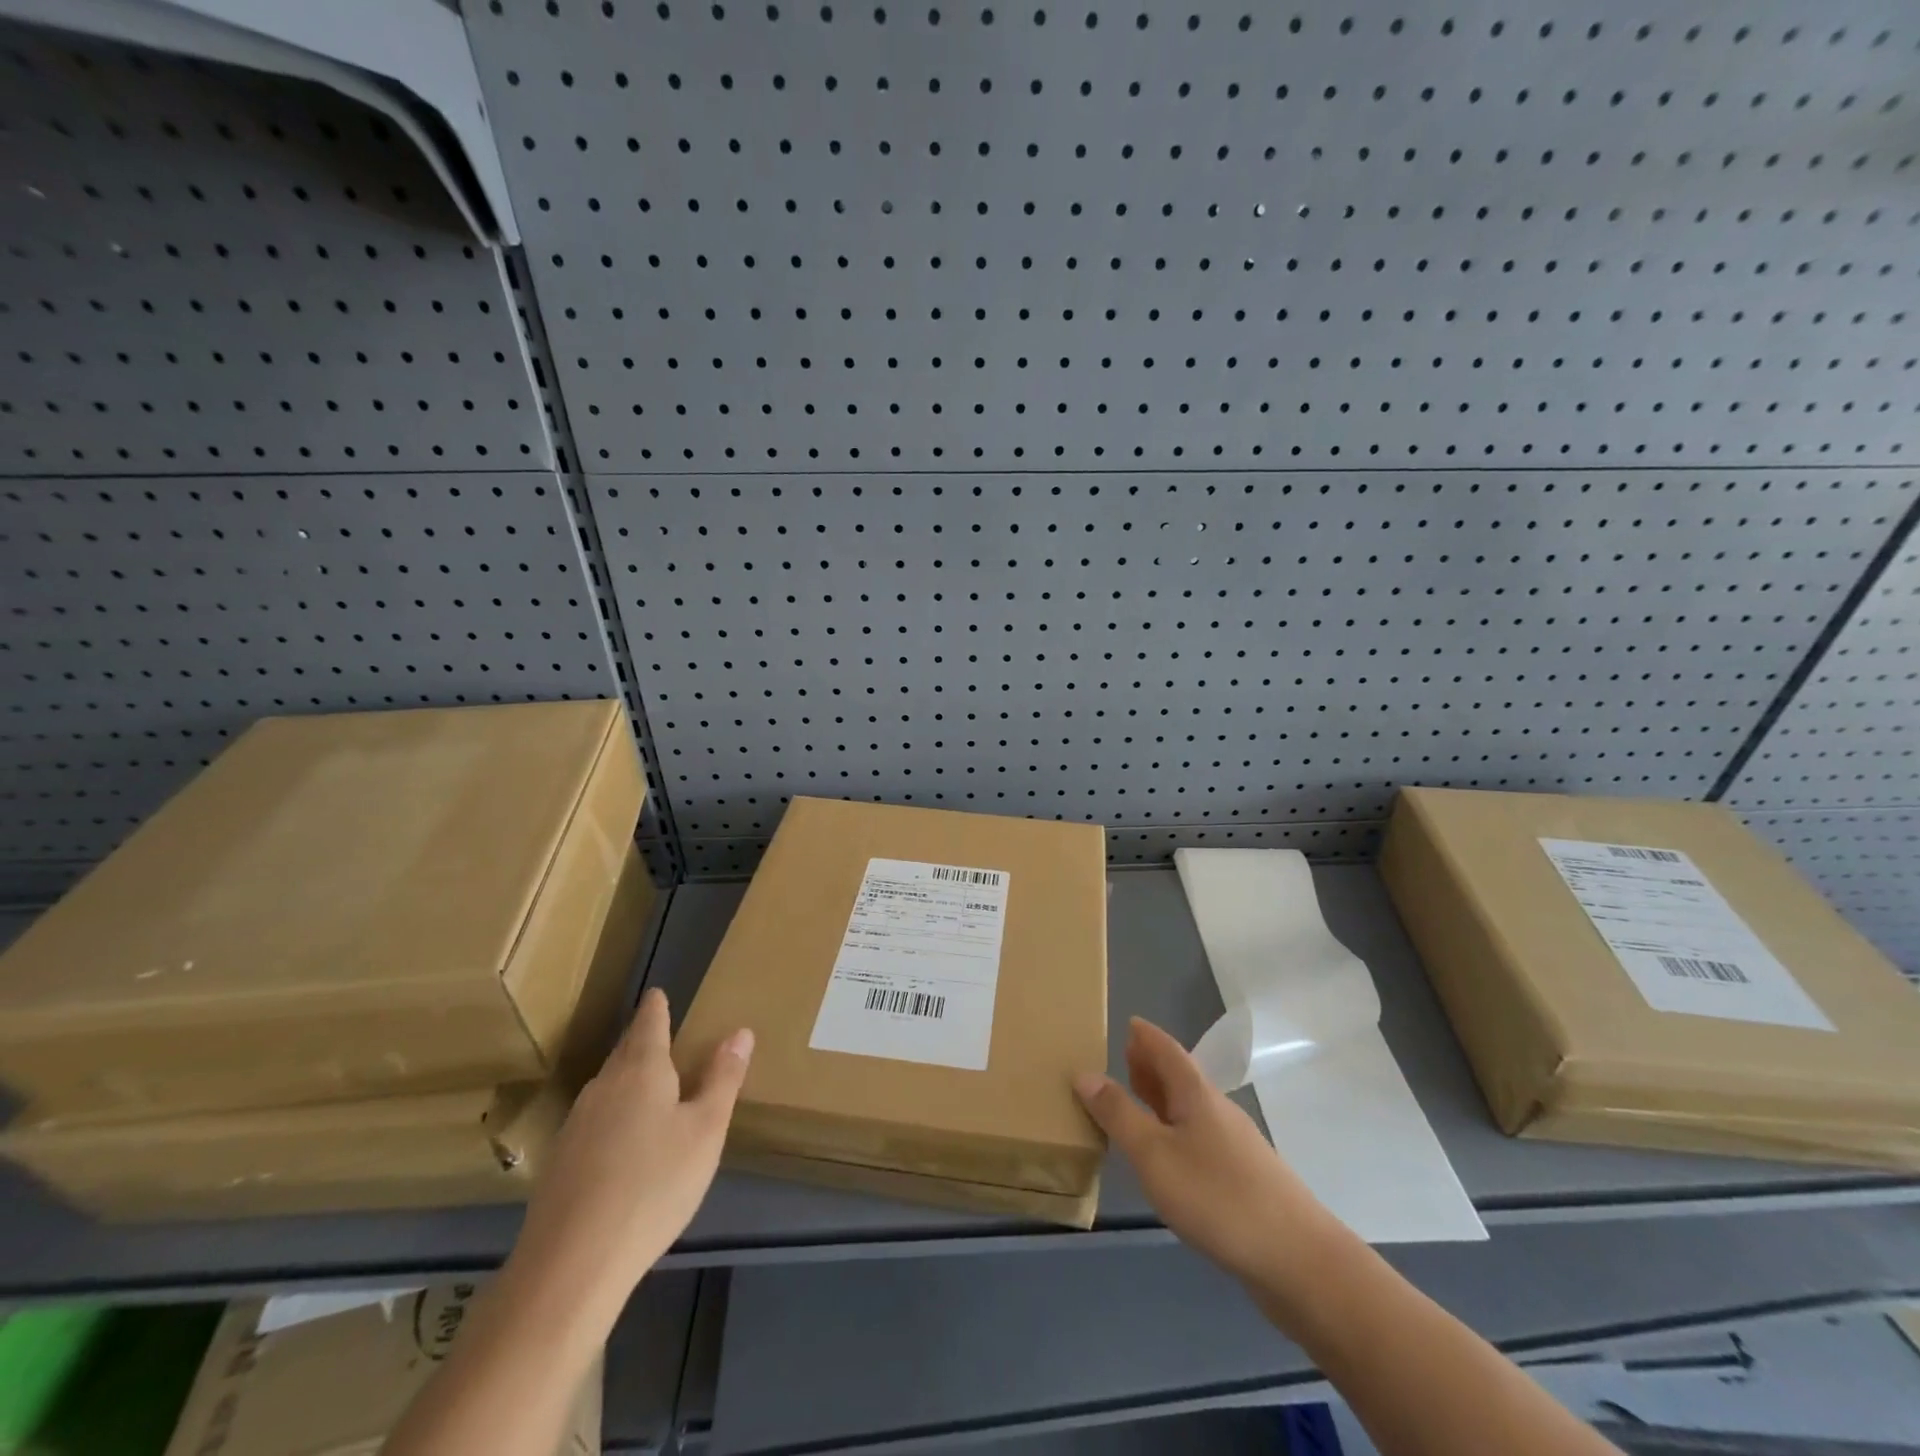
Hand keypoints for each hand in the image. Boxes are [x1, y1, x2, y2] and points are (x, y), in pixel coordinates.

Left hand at [509, 988, 752, 1310]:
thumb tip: (740, 1031)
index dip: (657, 1007)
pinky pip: (595, 1120)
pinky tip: (623, 1142)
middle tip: (661, 1034)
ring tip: (649, 1084)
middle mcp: (603, 1086)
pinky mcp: (560, 1162)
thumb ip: (723, 1078)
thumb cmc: (653, 1185)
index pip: (649, 1023)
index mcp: (641, 1070)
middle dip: (643, 1040)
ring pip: (608, 1087)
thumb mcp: (705, 1130)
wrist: (570, 1265)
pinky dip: (613, 1115)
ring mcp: (576, 1124)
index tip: (659, 993)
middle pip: (625, 1052)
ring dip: (628, 1078)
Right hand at [1075, 1017, 1341, 1294]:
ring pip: (1192, 1109)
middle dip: (1153, 1065)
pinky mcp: (1246, 1180)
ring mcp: (1237, 1146)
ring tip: (1138, 1102)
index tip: (1129, 1022)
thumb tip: (1084, 1072)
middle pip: (1181, 1077)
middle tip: (1125, 1057)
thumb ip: (1119, 1114)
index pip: (1167, 1050)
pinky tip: (1170, 1158)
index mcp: (1196, 1094)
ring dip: (1164, 1099)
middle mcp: (1218, 1111)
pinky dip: (1177, 1131)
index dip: (1146, 1036)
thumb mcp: (1154, 1154)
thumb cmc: (1218, 1197)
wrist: (1299, 1261)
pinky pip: (1201, 1138)